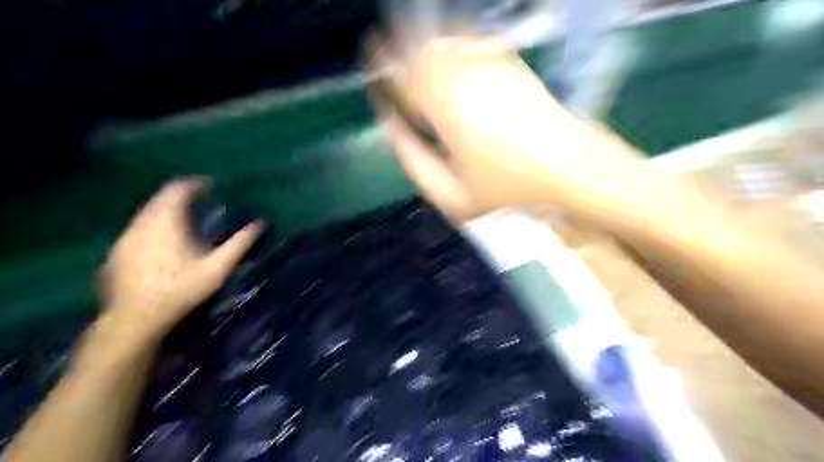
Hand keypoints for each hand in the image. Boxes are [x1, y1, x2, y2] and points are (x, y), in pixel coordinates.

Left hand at [98, 179, 263, 340]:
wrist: (135, 319)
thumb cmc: (182, 290)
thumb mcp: (218, 268)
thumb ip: (239, 244)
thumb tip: (260, 224)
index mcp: (166, 222)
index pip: (178, 189)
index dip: (195, 184)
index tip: (211, 185)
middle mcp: (142, 223)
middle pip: (160, 198)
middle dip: (181, 196)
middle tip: (201, 201)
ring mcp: (126, 238)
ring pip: (147, 213)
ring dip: (166, 211)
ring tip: (184, 220)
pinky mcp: (117, 253)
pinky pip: (137, 229)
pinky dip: (153, 226)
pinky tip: (163, 243)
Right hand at [373, 37, 657, 222]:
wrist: (567, 167)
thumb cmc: (507, 189)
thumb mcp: (452, 196)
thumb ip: (413, 163)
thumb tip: (392, 128)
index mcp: (444, 108)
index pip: (400, 76)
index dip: (380, 70)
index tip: (372, 71)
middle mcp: (464, 76)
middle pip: (418, 48)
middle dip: (396, 51)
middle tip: (385, 57)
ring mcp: (489, 65)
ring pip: (443, 40)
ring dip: (422, 45)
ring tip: (411, 54)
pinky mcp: (510, 62)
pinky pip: (471, 41)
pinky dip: (452, 43)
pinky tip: (448, 53)